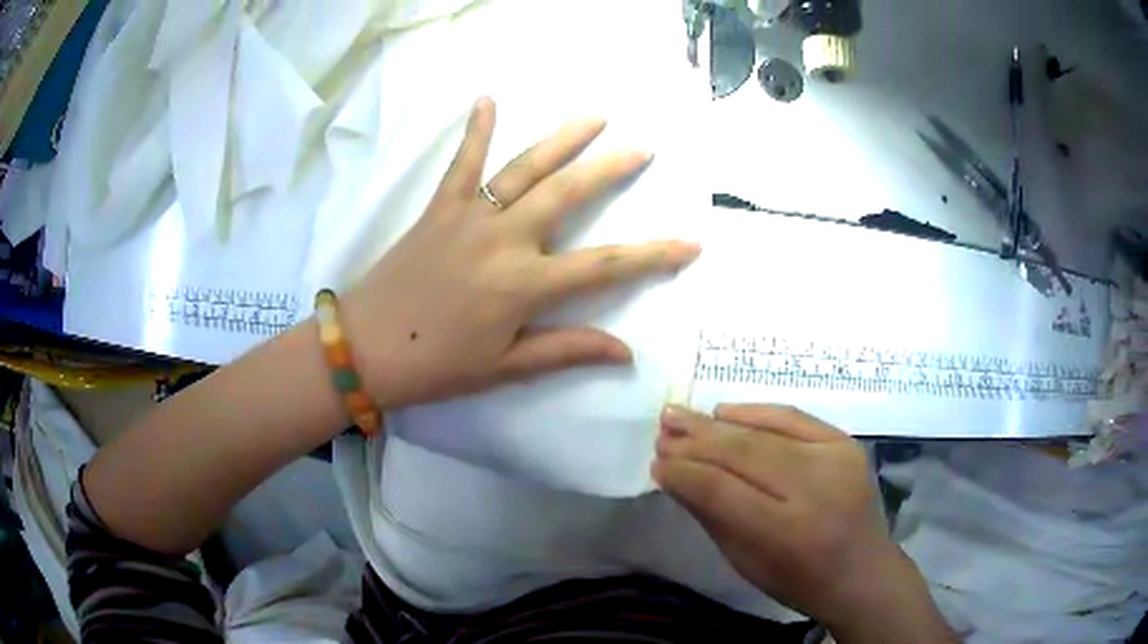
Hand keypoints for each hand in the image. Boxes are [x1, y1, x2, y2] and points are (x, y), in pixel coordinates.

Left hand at [342, 98, 699, 409]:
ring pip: (525, 168)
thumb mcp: (505, 366)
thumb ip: (566, 350)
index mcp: (524, 285)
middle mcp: (504, 239)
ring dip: (562, 139)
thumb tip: (625, 351)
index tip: (691, 244)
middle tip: (642, 148)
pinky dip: (475, 129)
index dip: (654, 256)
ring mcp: (470, 216)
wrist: (365, 346)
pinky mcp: (439, 207)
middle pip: (568, 194)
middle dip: (610, 169)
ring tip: (594, 116)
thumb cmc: (436, 364)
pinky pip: (461, 162)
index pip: (605, 265)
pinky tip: (487, 98)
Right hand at [653, 405, 955, 641]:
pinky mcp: (846, 442)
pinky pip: (794, 417)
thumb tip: (672, 474)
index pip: (721, 490)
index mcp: (786, 532)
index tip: (655, 462)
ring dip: (717, 423)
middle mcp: (814, 488)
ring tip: (680, 413)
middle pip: (743, 453)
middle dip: (696, 440)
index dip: (684, 472)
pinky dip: (757, 412)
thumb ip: (710, 514)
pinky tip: (725, 411)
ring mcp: (835, 459)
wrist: (863, 572)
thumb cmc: (798, 580)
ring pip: (765, 432)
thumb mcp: (745, 561)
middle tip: (662, 427)